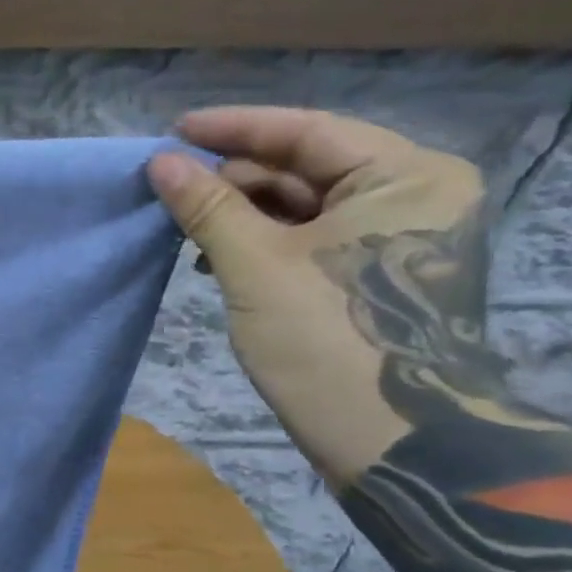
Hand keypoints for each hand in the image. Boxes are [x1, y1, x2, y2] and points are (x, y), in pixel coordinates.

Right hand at [146, 106, 483, 484]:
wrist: (391, 443)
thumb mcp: (257, 266)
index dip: (234, 129)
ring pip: (302, 206)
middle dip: (232, 176)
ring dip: (240, 212)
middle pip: (305, 167)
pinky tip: (214, 257)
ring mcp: (395, 240)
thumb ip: (208, 207)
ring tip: (181, 223)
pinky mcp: (373, 277)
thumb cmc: (329, 340)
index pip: (307, 130)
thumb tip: (159, 162)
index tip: (172, 132)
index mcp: (406, 176)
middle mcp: (411, 196)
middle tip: (167, 186)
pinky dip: (260, 242)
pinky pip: (308, 240)